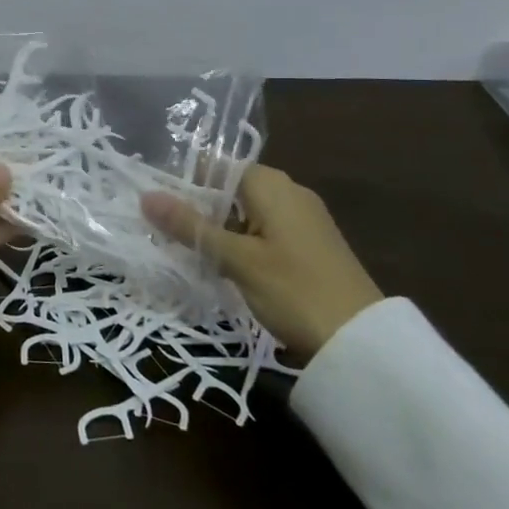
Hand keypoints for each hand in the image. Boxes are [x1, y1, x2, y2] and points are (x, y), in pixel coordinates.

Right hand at [142, 165, 381, 359]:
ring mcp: (301, 220)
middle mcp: (288, 193)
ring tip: (181, 248)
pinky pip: (261, 232)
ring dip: (216, 228)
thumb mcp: (235, 258)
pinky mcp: (308, 246)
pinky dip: (238, 242)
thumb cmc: (294, 290)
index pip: (218, 166)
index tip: (153, 200)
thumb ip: (190, 226)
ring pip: (244, 213)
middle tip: (160, 229)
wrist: (362, 342)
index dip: (184, 180)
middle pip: (230, 189)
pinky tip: (219, 264)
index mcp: (272, 184)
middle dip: (196, 207)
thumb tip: (146, 195)